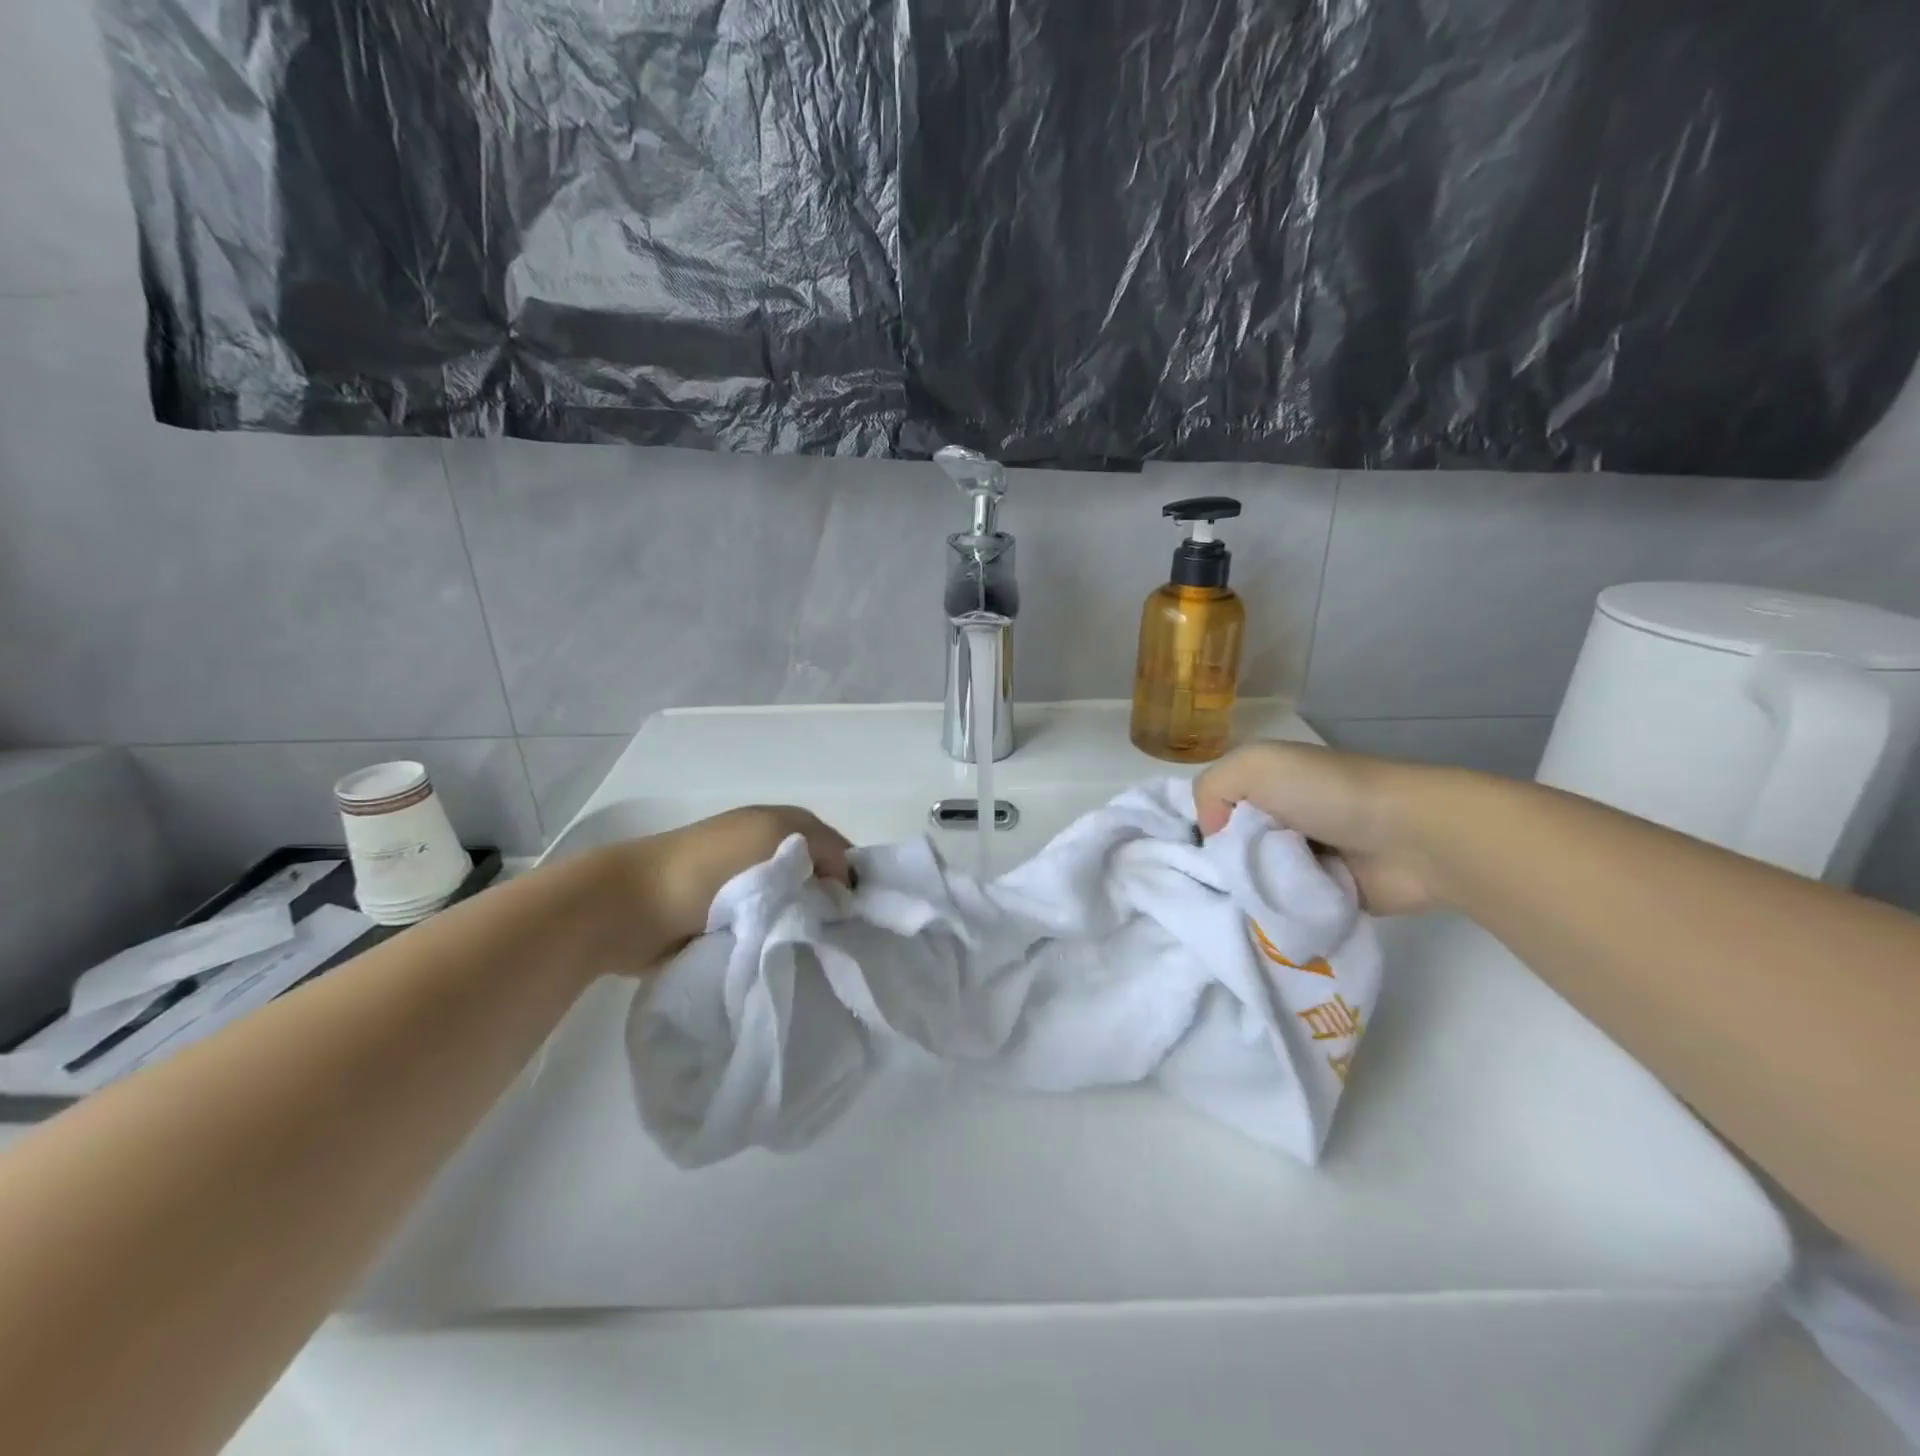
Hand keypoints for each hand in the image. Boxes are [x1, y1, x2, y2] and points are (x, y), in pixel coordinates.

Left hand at [587, 805, 851, 965]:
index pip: (838, 850)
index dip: (852, 879)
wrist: (631, 907)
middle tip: (843, 941)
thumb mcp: (776, 836)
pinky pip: (766, 931)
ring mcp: (743, 887)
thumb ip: (824, 849)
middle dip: (830, 907)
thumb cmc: (709, 866)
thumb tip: (842, 885)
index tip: (863, 917)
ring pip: (793, 909)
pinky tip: (786, 960)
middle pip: (818, 881)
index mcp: (781, 823)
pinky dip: (775, 943)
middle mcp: (767, 850)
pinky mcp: (725, 921)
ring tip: (817, 956)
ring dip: (802, 928)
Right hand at [1193, 741, 1444, 914]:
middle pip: (1227, 848)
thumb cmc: (1325, 793)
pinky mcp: (1323, 896)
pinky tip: (1254, 922)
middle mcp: (1278, 818)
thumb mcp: (1254, 766)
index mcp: (1262, 784)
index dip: (1195, 826)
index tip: (1183, 854)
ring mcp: (1302, 859)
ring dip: (1242, 894)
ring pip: (1250, 881)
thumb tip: (1210, 835)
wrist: (1410, 838)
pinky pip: (1281, 908)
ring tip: (1226, 910)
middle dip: (1215, 867)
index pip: (1211, 806)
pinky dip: (1270, 914)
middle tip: (1203, 889)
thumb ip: (1210, 789)